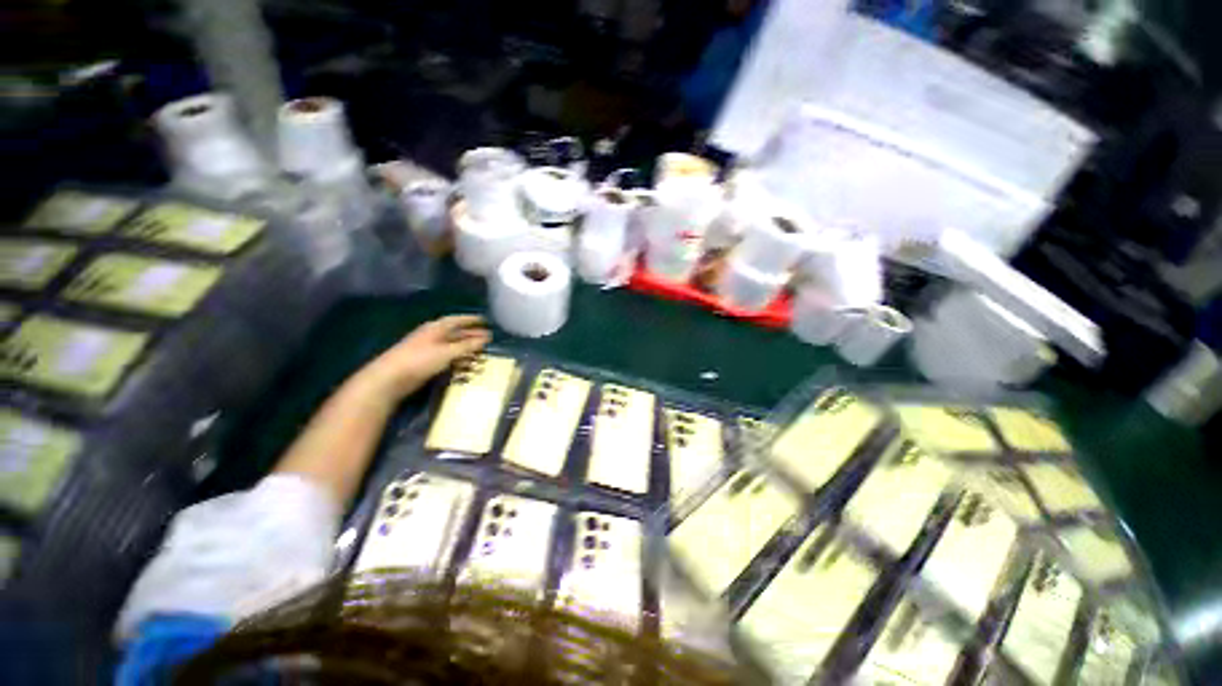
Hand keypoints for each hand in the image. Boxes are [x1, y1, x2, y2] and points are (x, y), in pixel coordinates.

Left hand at [358, 315, 490, 399]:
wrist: (390, 378)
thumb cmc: (420, 360)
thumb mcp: (448, 351)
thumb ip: (467, 345)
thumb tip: (485, 338)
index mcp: (437, 328)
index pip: (457, 320)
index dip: (471, 319)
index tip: (484, 320)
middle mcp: (433, 336)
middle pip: (456, 334)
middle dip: (472, 336)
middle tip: (487, 339)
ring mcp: (429, 350)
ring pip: (453, 348)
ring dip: (467, 351)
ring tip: (482, 355)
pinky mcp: (426, 364)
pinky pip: (448, 359)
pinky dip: (459, 361)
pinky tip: (467, 367)